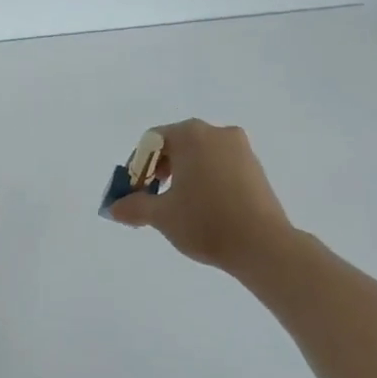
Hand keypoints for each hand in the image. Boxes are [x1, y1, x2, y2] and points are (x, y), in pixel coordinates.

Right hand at [107, 119, 296, 276]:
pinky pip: (220, 166)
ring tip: (179, 207)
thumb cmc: (205, 222)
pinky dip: (206, 180)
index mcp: (191, 135)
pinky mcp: (256, 168)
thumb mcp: (161, 215)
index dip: (137, 167)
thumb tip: (113, 207)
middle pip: (177, 145)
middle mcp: (216, 133)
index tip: (135, 193)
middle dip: (159, 170)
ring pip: (200, 156)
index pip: (152, 141)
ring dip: (183, 176)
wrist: (263, 245)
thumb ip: (133, 206)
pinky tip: (204, 208)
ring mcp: (240, 149)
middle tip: (153, 199)